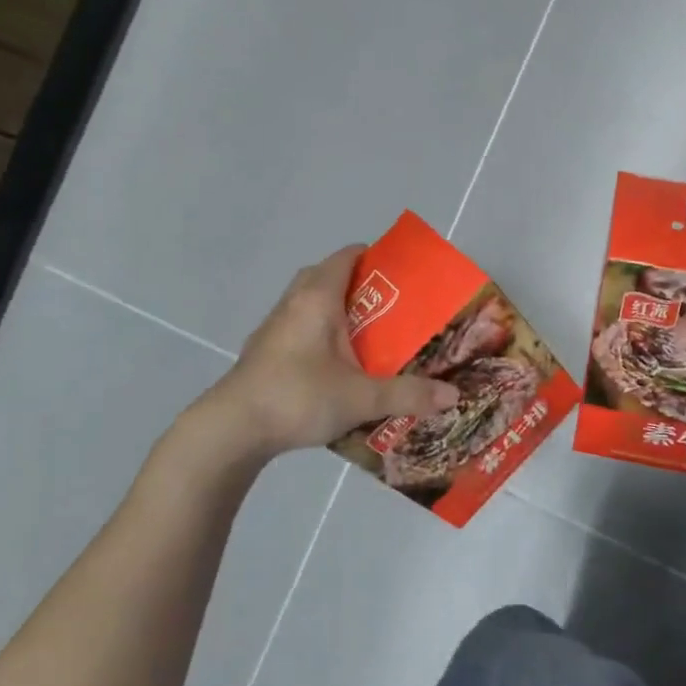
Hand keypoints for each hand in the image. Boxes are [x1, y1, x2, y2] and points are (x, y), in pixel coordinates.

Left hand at [205, 246, 459, 455]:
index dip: (375, 256)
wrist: (232, 429)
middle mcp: (293, 303)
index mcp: (317, 298)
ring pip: (310, 303)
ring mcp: (274, 328)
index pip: (346, 256)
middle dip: (360, 286)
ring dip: (337, 311)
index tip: (403, 273)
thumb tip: (453, 395)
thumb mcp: (361, 398)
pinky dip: (321, 333)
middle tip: (392, 308)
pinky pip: (299, 327)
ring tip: (369, 336)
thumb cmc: (298, 397)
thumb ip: (408, 394)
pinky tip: (337, 365)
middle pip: (327, 276)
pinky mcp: (264, 352)